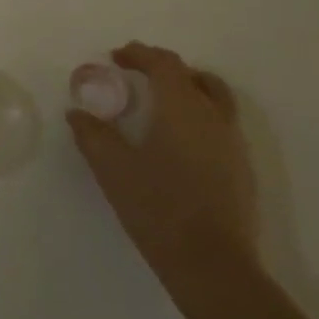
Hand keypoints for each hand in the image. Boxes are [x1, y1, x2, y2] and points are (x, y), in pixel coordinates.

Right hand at [68, 41, 258, 295]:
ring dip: (187, 89)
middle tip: (136, 75)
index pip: (164, 64)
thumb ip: (92, 134)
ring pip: (214, 98)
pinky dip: (198, 115)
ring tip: (160, 103)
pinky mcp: (241, 169)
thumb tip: (78, 113)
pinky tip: (177, 140)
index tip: (116, 57)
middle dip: (163, 68)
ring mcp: (232, 143)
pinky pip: (220, 124)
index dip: (139, 54)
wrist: (212, 264)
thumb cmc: (157, 207)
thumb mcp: (111, 168)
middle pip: (193, 76)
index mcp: (182, 107)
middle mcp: (213, 116)